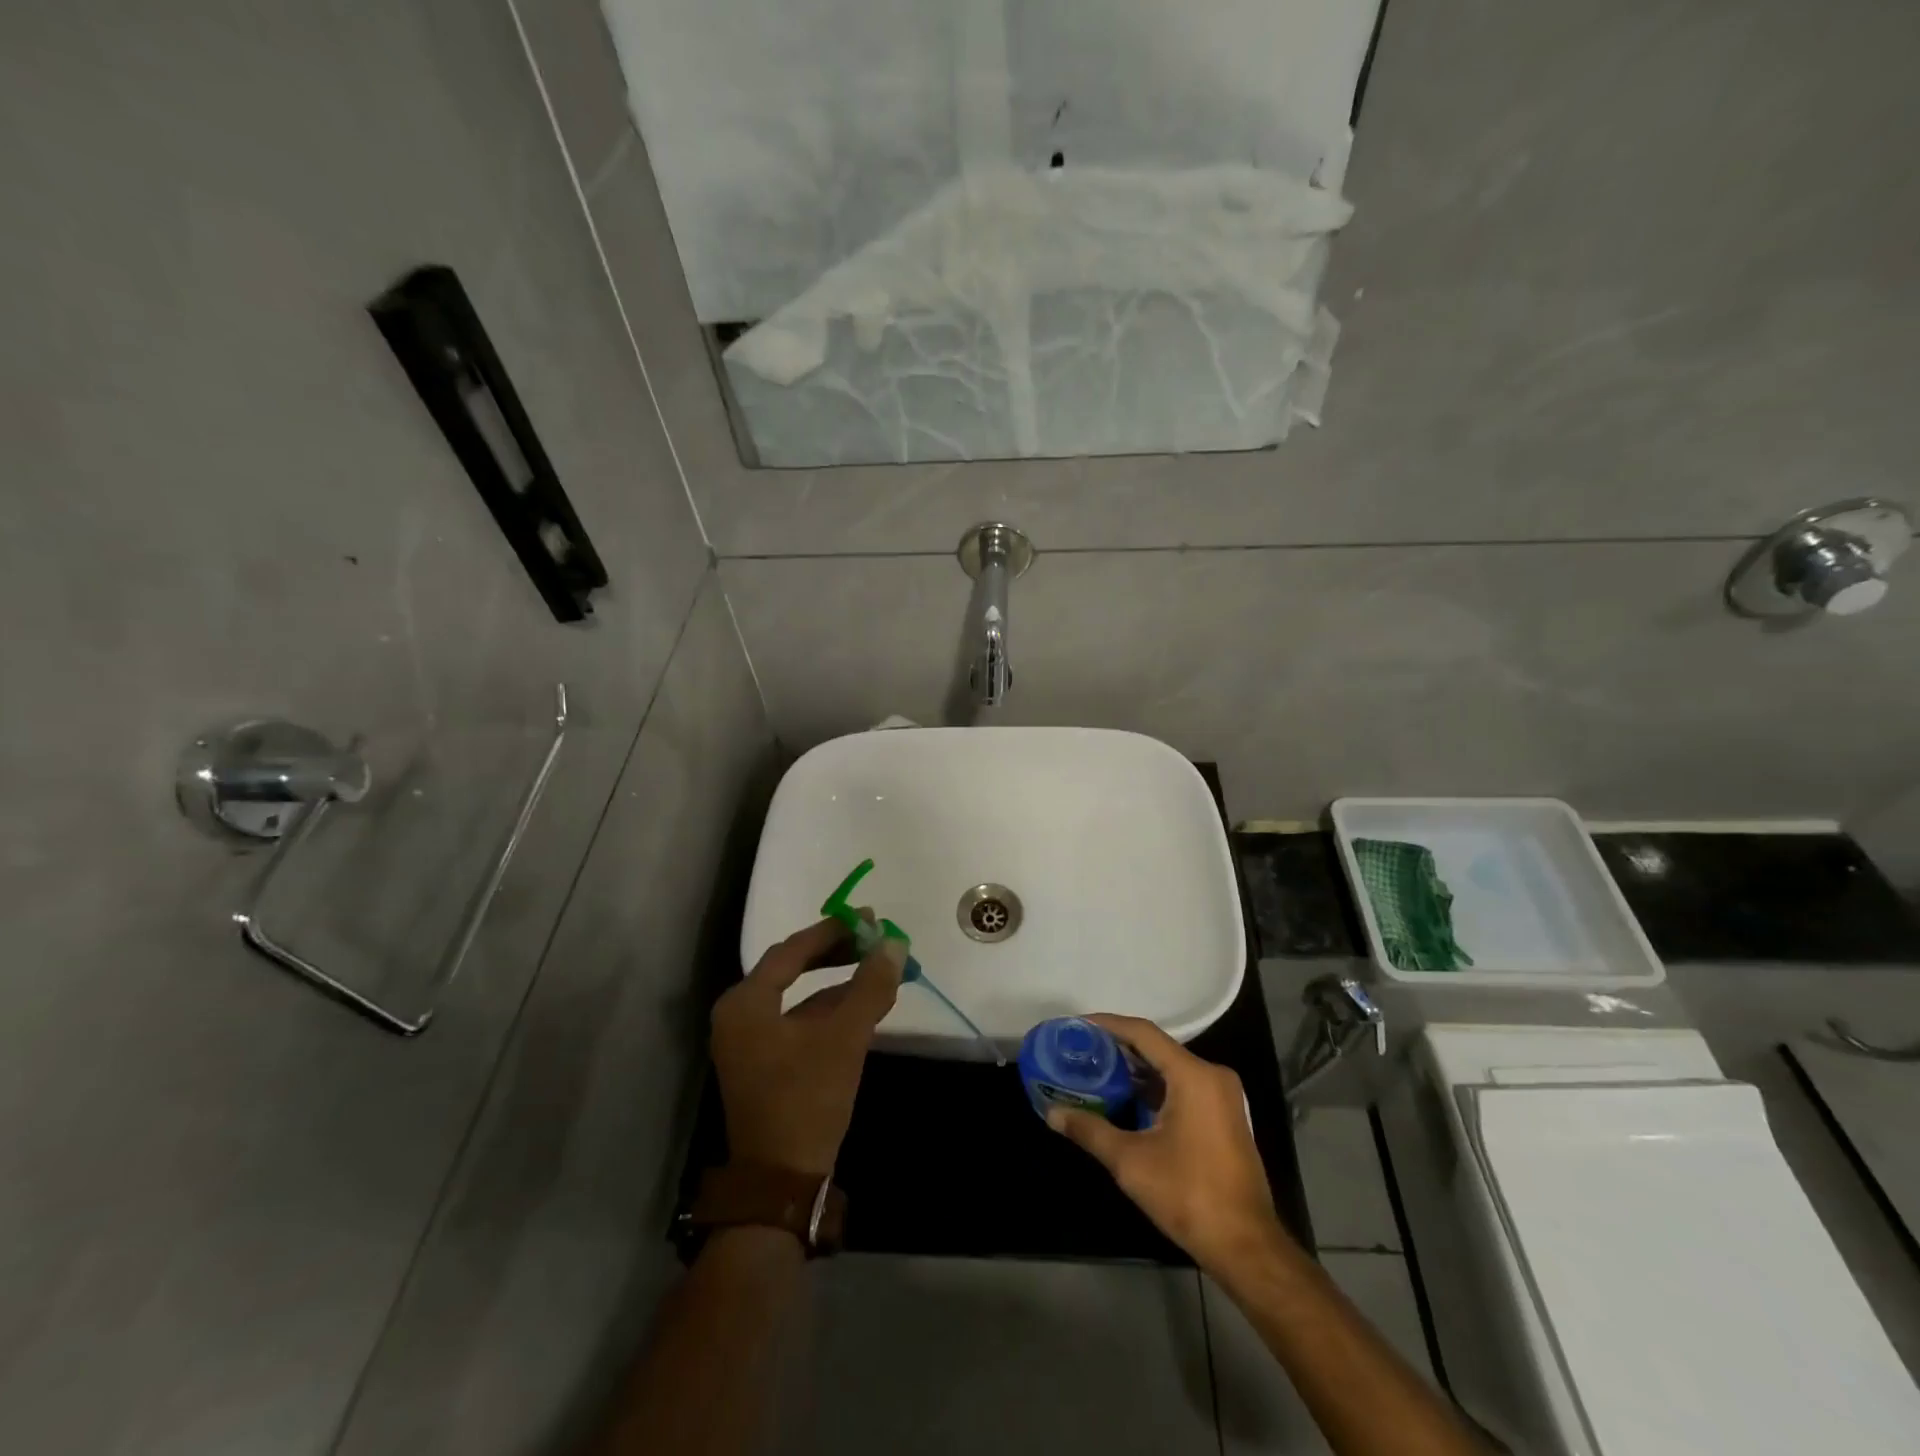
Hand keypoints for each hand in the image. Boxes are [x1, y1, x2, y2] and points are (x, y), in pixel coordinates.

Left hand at [710, 917, 903, 1177]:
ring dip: (837, 985)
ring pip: (798, 998)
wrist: (781, 1182)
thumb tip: (894, 944)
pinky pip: (798, 1023)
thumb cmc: (806, 1099)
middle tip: (873, 940)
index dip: (833, 931)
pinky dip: (829, 1013)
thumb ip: (870, 986)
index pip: (792, 950)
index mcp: (746, 1002)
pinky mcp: (763, 1066)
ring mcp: (749, 1043)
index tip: (869, 919)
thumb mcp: (845, 1037)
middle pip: (792, 969)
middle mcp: (740, 1016)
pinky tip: (861, 1010)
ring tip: (877, 971)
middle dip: (836, 955)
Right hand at [1045, 1013, 1293, 1273]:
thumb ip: (1089, 1129)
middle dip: (1118, 1048)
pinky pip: (1183, 1086)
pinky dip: (1154, 1087)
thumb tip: (1052, 1113)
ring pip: (1170, 1068)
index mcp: (1193, 1075)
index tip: (1078, 1025)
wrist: (1245, 1246)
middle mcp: (1212, 1075)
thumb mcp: (1130, 1161)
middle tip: (1082, 1049)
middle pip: (1157, 1048)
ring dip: (1136, 1070)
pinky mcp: (1224, 1116)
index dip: (1108, 1025)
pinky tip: (1126, 1098)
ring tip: (1096, 1070)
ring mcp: (1222, 1096)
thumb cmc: (1188, 1194)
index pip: (1144, 1033)